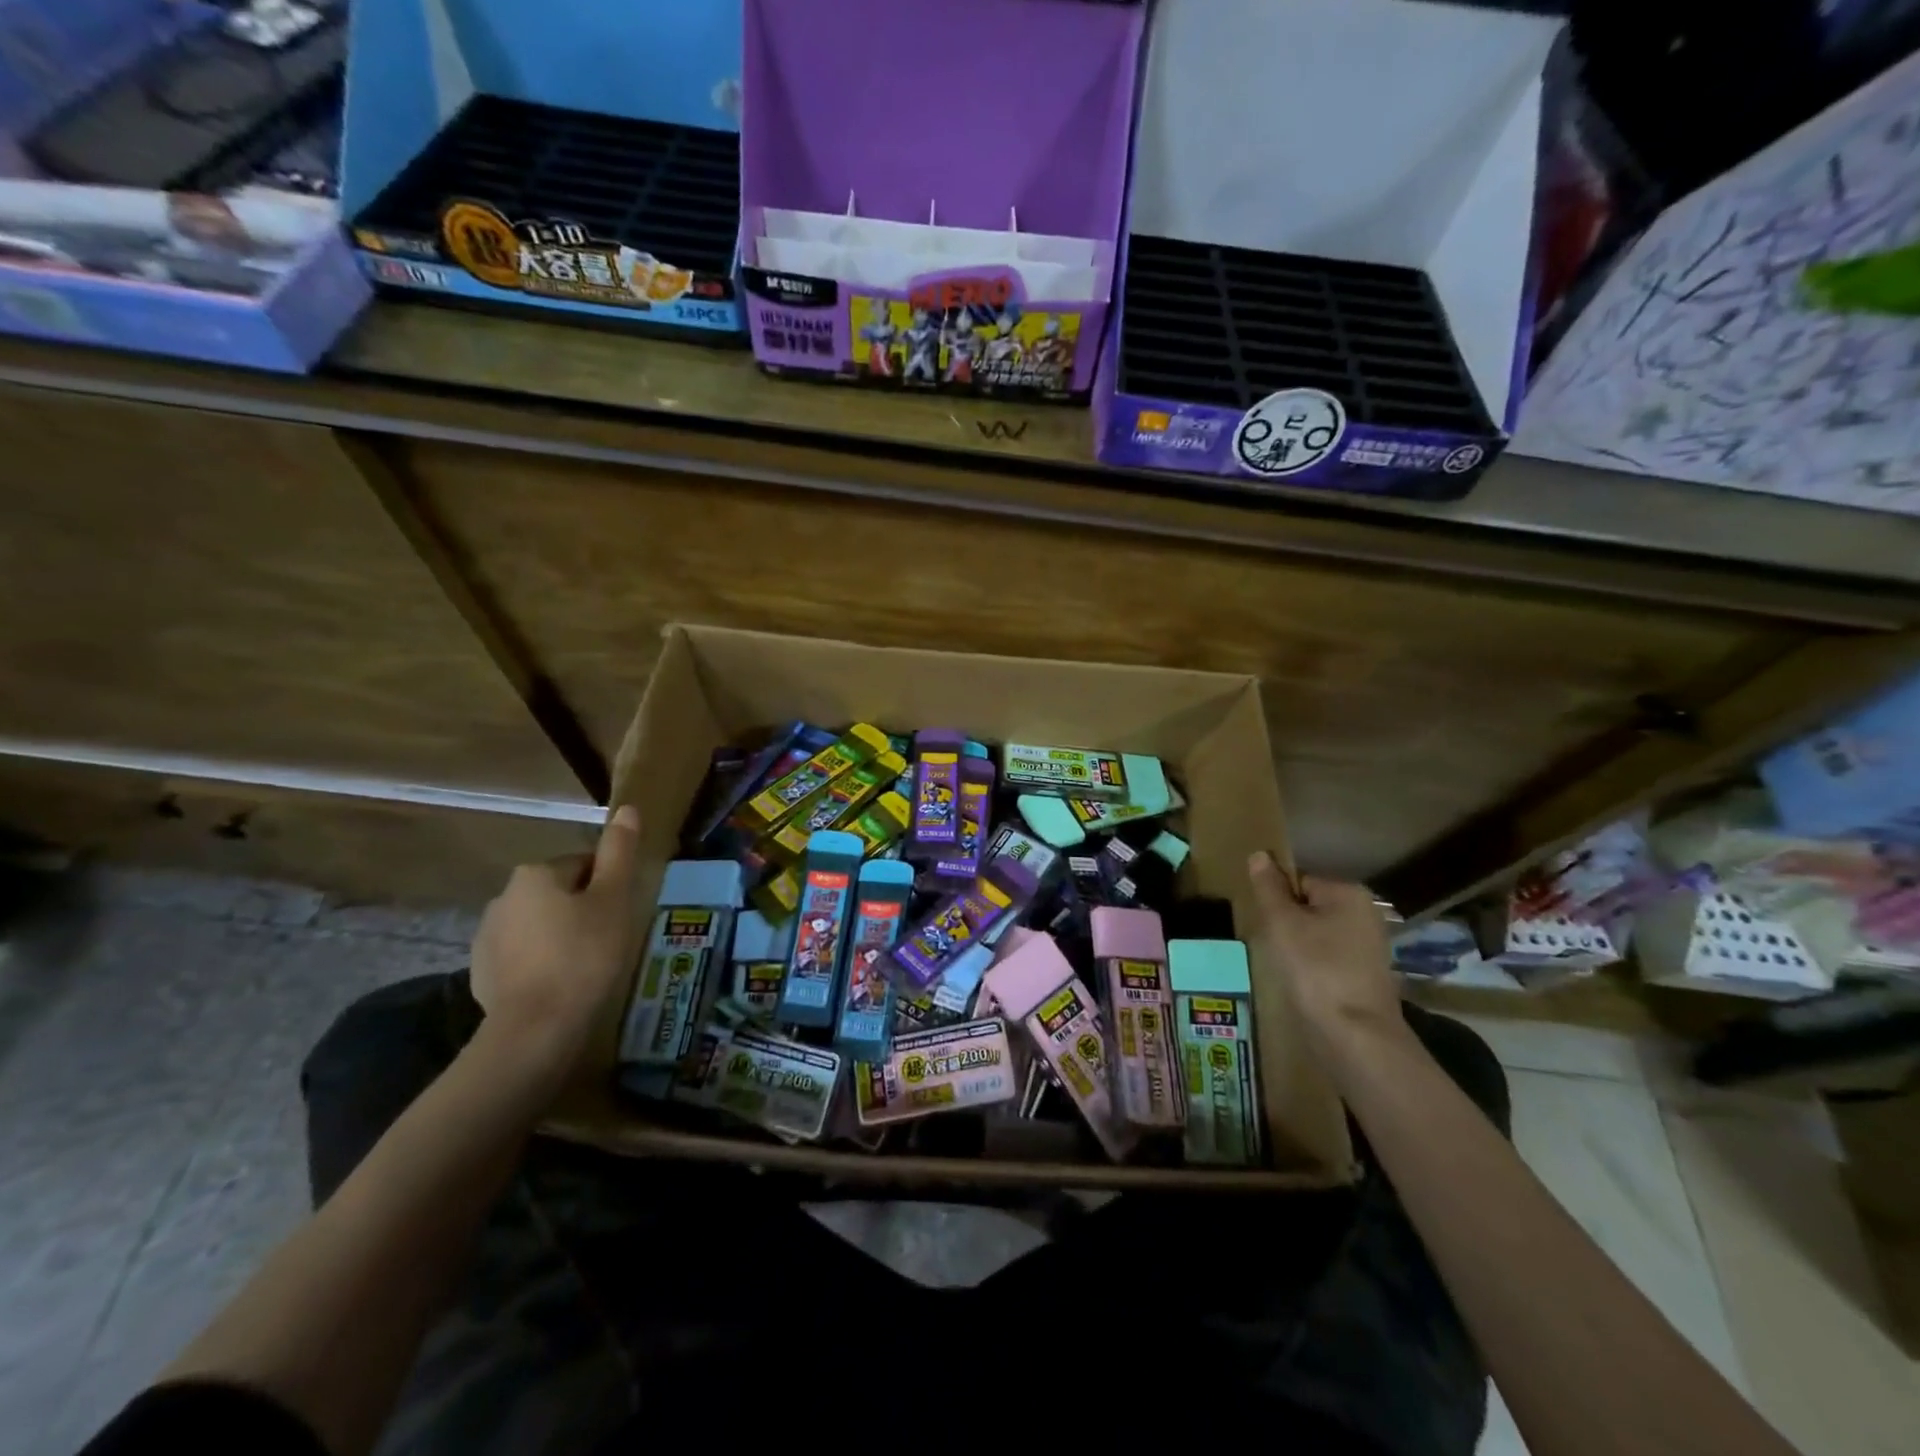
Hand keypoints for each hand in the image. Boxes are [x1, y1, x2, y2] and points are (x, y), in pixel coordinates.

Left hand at [469, 806, 642, 1079]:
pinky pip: (523, 955)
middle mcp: (503, 897)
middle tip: (610, 939)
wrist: (534, 1030)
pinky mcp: (482, 973)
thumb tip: (628, 809)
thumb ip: (620, 852)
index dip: (609, 887)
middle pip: (560, 893)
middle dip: (584, 910)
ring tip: (588, 966)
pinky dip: (542, 963)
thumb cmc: (584, 956)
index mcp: (535, 873)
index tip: (623, 914)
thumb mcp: (614, 899)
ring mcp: (487, 937)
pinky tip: (561, 985)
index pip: (584, 864)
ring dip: (562, 936)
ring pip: (540, 924)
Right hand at [1248, 852, 1403, 1050]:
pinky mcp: (1366, 974)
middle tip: (1276, 948)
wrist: (1356, 1035)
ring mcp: (1369, 945)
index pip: (1298, 881)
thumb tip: (1260, 854)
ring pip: (1317, 934)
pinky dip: (1313, 967)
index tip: (1270, 927)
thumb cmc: (1316, 969)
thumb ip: (1269, 887)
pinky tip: (1305, 984)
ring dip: (1298, 947)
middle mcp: (1366, 912)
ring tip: (1289, 969)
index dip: (1278, 902)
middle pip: (1309, 906)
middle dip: (1288, 925)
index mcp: (1349, 892)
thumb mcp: (1282, 923)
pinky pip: (1328, 957)